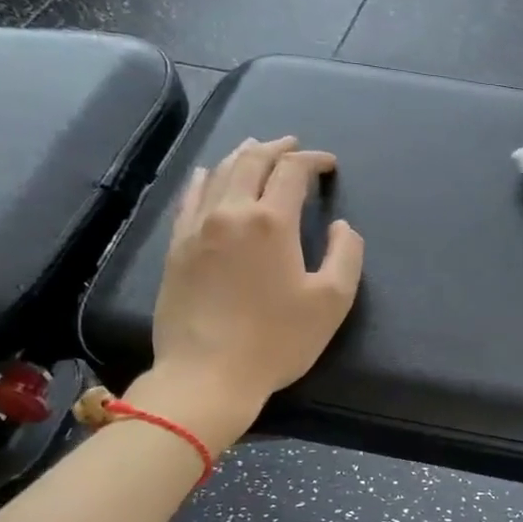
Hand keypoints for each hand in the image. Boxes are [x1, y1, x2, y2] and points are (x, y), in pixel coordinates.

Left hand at [147, 136, 363, 413]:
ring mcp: (197, 228)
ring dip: (243, 156)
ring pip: (220, 173)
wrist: (207, 375)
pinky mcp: (176, 247)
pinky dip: (205, 178)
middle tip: (294, 146)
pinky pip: (190, 198)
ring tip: (257, 149)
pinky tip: (209, 174)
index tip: (328, 164)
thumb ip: (346, 255)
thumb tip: (341, 226)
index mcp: (271, 222)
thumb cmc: (277, 341)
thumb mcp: (331, 302)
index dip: (313, 161)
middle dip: (277, 148)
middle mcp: (230, 212)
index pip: (292, 171)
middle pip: (252, 162)